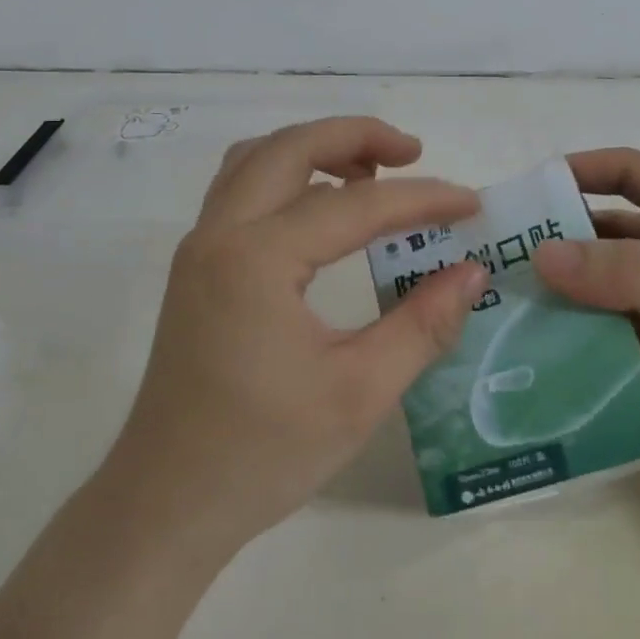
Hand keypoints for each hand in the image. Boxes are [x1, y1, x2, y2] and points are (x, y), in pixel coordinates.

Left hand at [106, 117, 487, 553]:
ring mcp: (200, 249)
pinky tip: (323, 211)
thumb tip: (471, 271)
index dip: (421, 200)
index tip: (472, 205)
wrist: (167, 503)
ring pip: (256, 161)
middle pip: (289, 147)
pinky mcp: (196, 270)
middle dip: (355, 135)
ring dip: (314, 150)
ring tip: (371, 173)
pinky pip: (241, 193)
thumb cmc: (263, 454)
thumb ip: (422, 325)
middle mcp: (219, 235)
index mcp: (257, 259)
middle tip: (413, 153)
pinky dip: (286, 178)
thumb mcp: (359, 393)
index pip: (355, 206)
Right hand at [532, 148, 639, 507]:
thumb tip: (541, 254)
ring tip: (515, 308)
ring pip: (618, 283)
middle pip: (615, 231)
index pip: (631, 172)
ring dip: (575, 292)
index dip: (578, 172)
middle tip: (501, 262)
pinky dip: (597, 334)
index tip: (521, 192)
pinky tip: (557, 349)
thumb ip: (628, 275)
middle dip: (564, 239)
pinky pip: (630, 328)